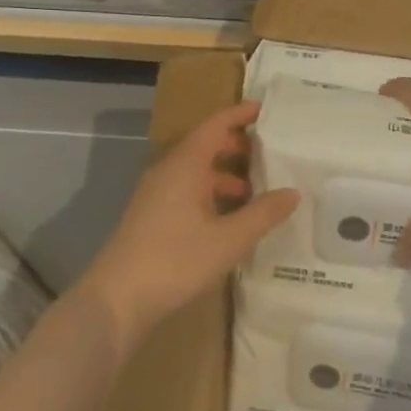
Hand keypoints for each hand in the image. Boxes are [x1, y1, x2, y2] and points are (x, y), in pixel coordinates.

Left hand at [85, 100, 298, 342]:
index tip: (267, 110)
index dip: (241, 114)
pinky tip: (232, 220)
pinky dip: (213, 195)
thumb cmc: (175, 260)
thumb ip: (263, 214)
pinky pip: (188, 192)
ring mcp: (157, 194)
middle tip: (272, 153)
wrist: (117, 299)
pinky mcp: (152, 217)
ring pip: (198, 172)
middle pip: (206, 146)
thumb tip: (293, 192)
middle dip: (238, 147)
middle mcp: (169, 171)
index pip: (216, 125)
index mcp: (186, 164)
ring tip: (259, 191)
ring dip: (227, 176)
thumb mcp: (229, 239)